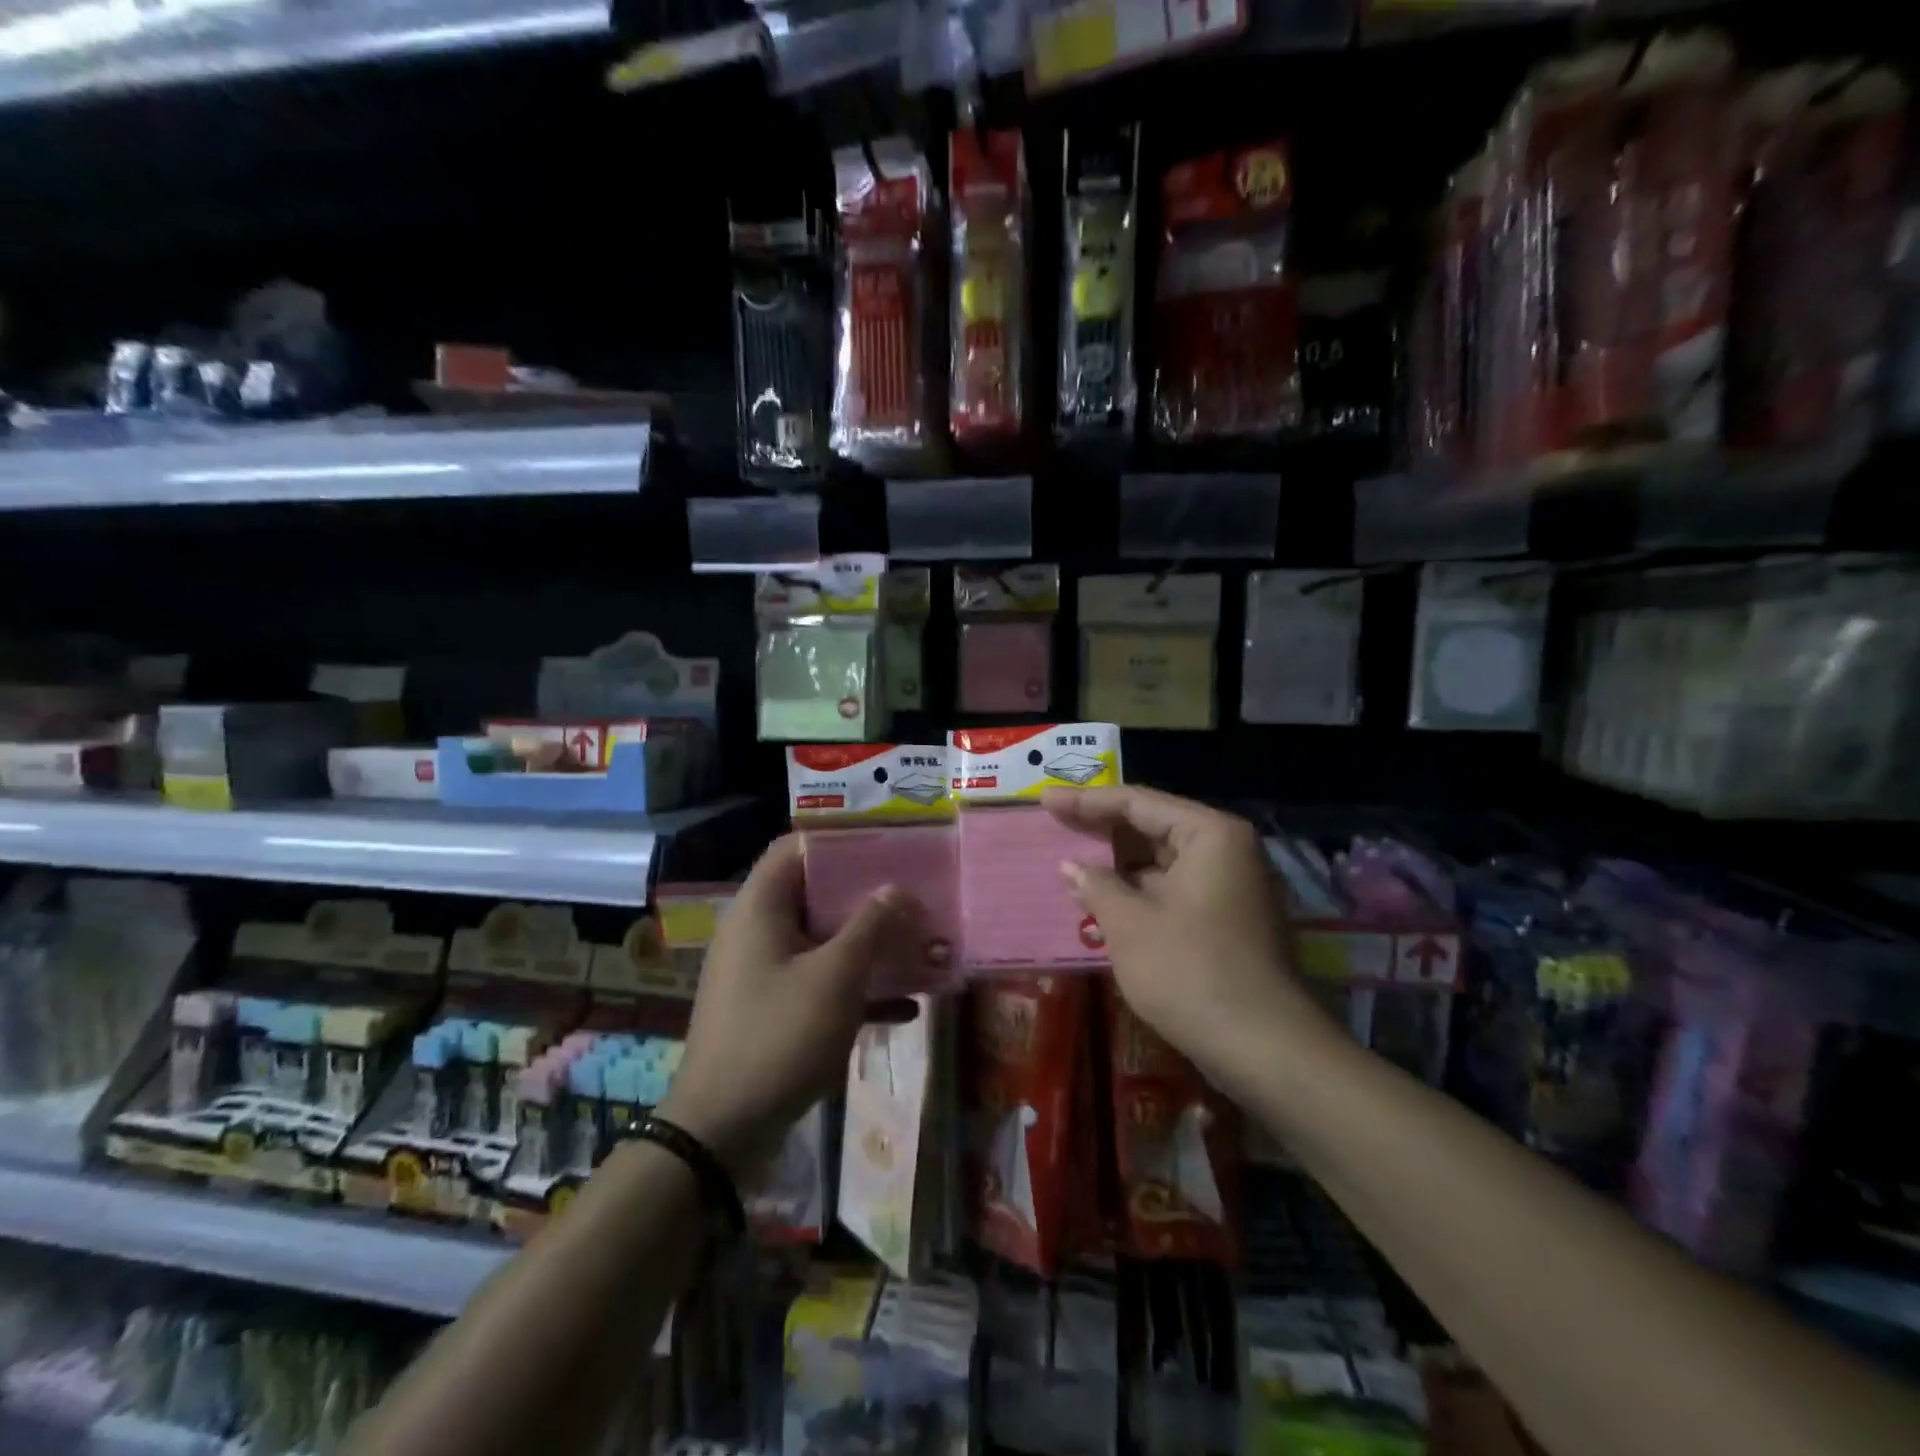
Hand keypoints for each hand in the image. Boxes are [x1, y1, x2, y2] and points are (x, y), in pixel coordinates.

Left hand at [660, 835, 920, 1179]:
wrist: (721, 1132)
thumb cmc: (778, 1036)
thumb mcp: (835, 976)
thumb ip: (871, 926)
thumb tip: (899, 889)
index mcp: (761, 907)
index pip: (797, 847)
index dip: (842, 840)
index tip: (889, 844)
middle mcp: (758, 931)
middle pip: (816, 893)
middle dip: (868, 895)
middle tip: (916, 893)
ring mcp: (765, 973)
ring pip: (824, 940)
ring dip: (869, 942)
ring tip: (920, 941)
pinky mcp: (774, 1010)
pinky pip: (821, 982)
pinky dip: (858, 986)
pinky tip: (906, 1005)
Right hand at [1043, 785, 1323, 1089]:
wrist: (1264, 1048)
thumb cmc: (1190, 971)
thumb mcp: (1129, 924)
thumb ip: (1096, 885)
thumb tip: (1071, 867)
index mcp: (1210, 835)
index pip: (1138, 803)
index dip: (1086, 801)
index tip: (1045, 800)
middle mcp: (1228, 851)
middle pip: (1153, 827)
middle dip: (1102, 830)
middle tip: (1054, 824)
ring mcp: (1232, 888)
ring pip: (1163, 861)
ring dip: (1118, 865)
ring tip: (1070, 861)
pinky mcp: (1229, 921)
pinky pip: (1174, 890)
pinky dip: (1138, 891)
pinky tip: (1102, 900)